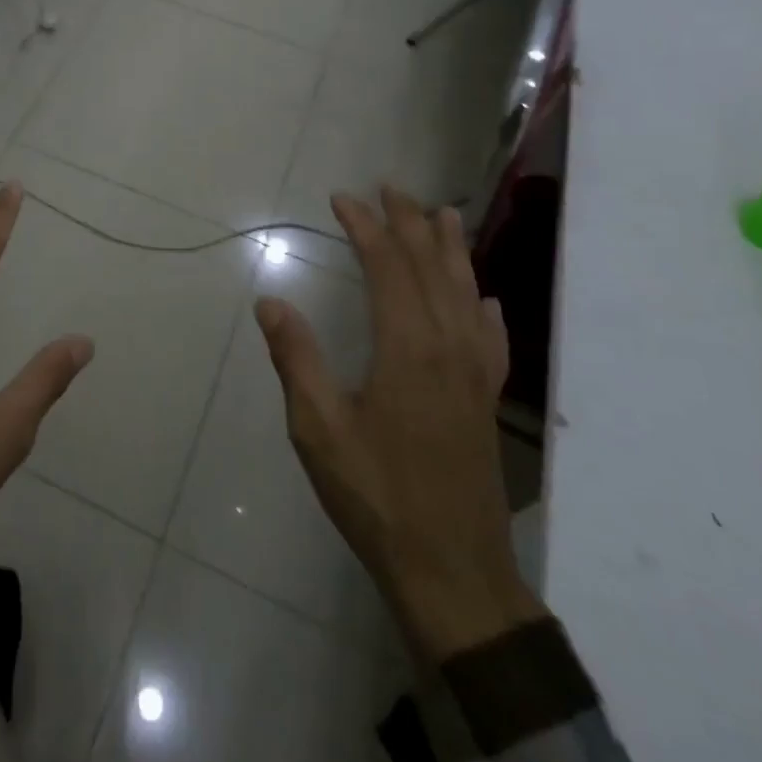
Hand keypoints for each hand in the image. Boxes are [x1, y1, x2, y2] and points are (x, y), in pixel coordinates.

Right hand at [256, 187, 543, 663]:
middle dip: (409, 222)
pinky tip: (485, 300)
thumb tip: (270, 301)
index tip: (342, 198)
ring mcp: (475, 375)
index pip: (388, 266)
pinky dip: (485, 309)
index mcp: (407, 347)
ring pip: (466, 294)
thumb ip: (296, 358)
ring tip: (444, 215)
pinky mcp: (486, 402)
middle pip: (432, 268)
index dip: (366, 226)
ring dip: (452, 250)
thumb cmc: (377, 495)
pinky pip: (491, 339)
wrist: (454, 573)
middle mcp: (448, 347)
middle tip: (390, 188)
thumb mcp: (319, 428)